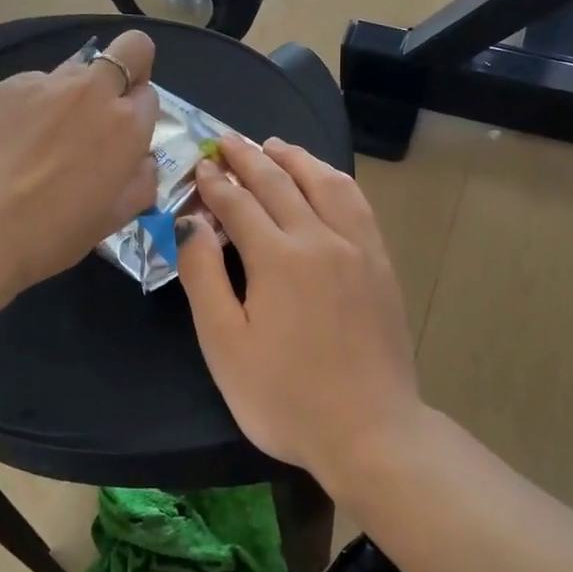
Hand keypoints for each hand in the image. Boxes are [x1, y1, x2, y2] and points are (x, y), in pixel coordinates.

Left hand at [0, 30, 158, 328]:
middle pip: (130, 49)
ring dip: (74, 93)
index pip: (151, 95)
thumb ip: (140, 181)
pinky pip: (33, 85)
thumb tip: (140, 161)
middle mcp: (92, 91)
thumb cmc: (50, 236)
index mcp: (127, 126)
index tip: (123, 138)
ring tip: (44, 137)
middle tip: (103, 108)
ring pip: (76, 68)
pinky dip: (32, 105)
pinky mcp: (3, 86)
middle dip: (128, 68)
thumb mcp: (113, 220)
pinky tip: (9, 142)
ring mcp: (44, 83)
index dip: (139, 115)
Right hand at [175, 134, 426, 478]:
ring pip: (325, 183)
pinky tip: (327, 179)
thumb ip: (202, 275)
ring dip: (296, 159)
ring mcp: (358, 248)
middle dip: (249, 158)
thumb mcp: (223, 344)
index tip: (200, 166)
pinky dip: (335, 180)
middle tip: (228, 141)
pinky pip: (357, 204)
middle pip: (280, 183)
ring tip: (275, 146)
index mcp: (278, 257)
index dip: (215, 183)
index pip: (239, 203)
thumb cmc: (283, 397)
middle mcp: (320, 238)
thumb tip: (191, 221)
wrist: (369, 430)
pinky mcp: (381, 264)